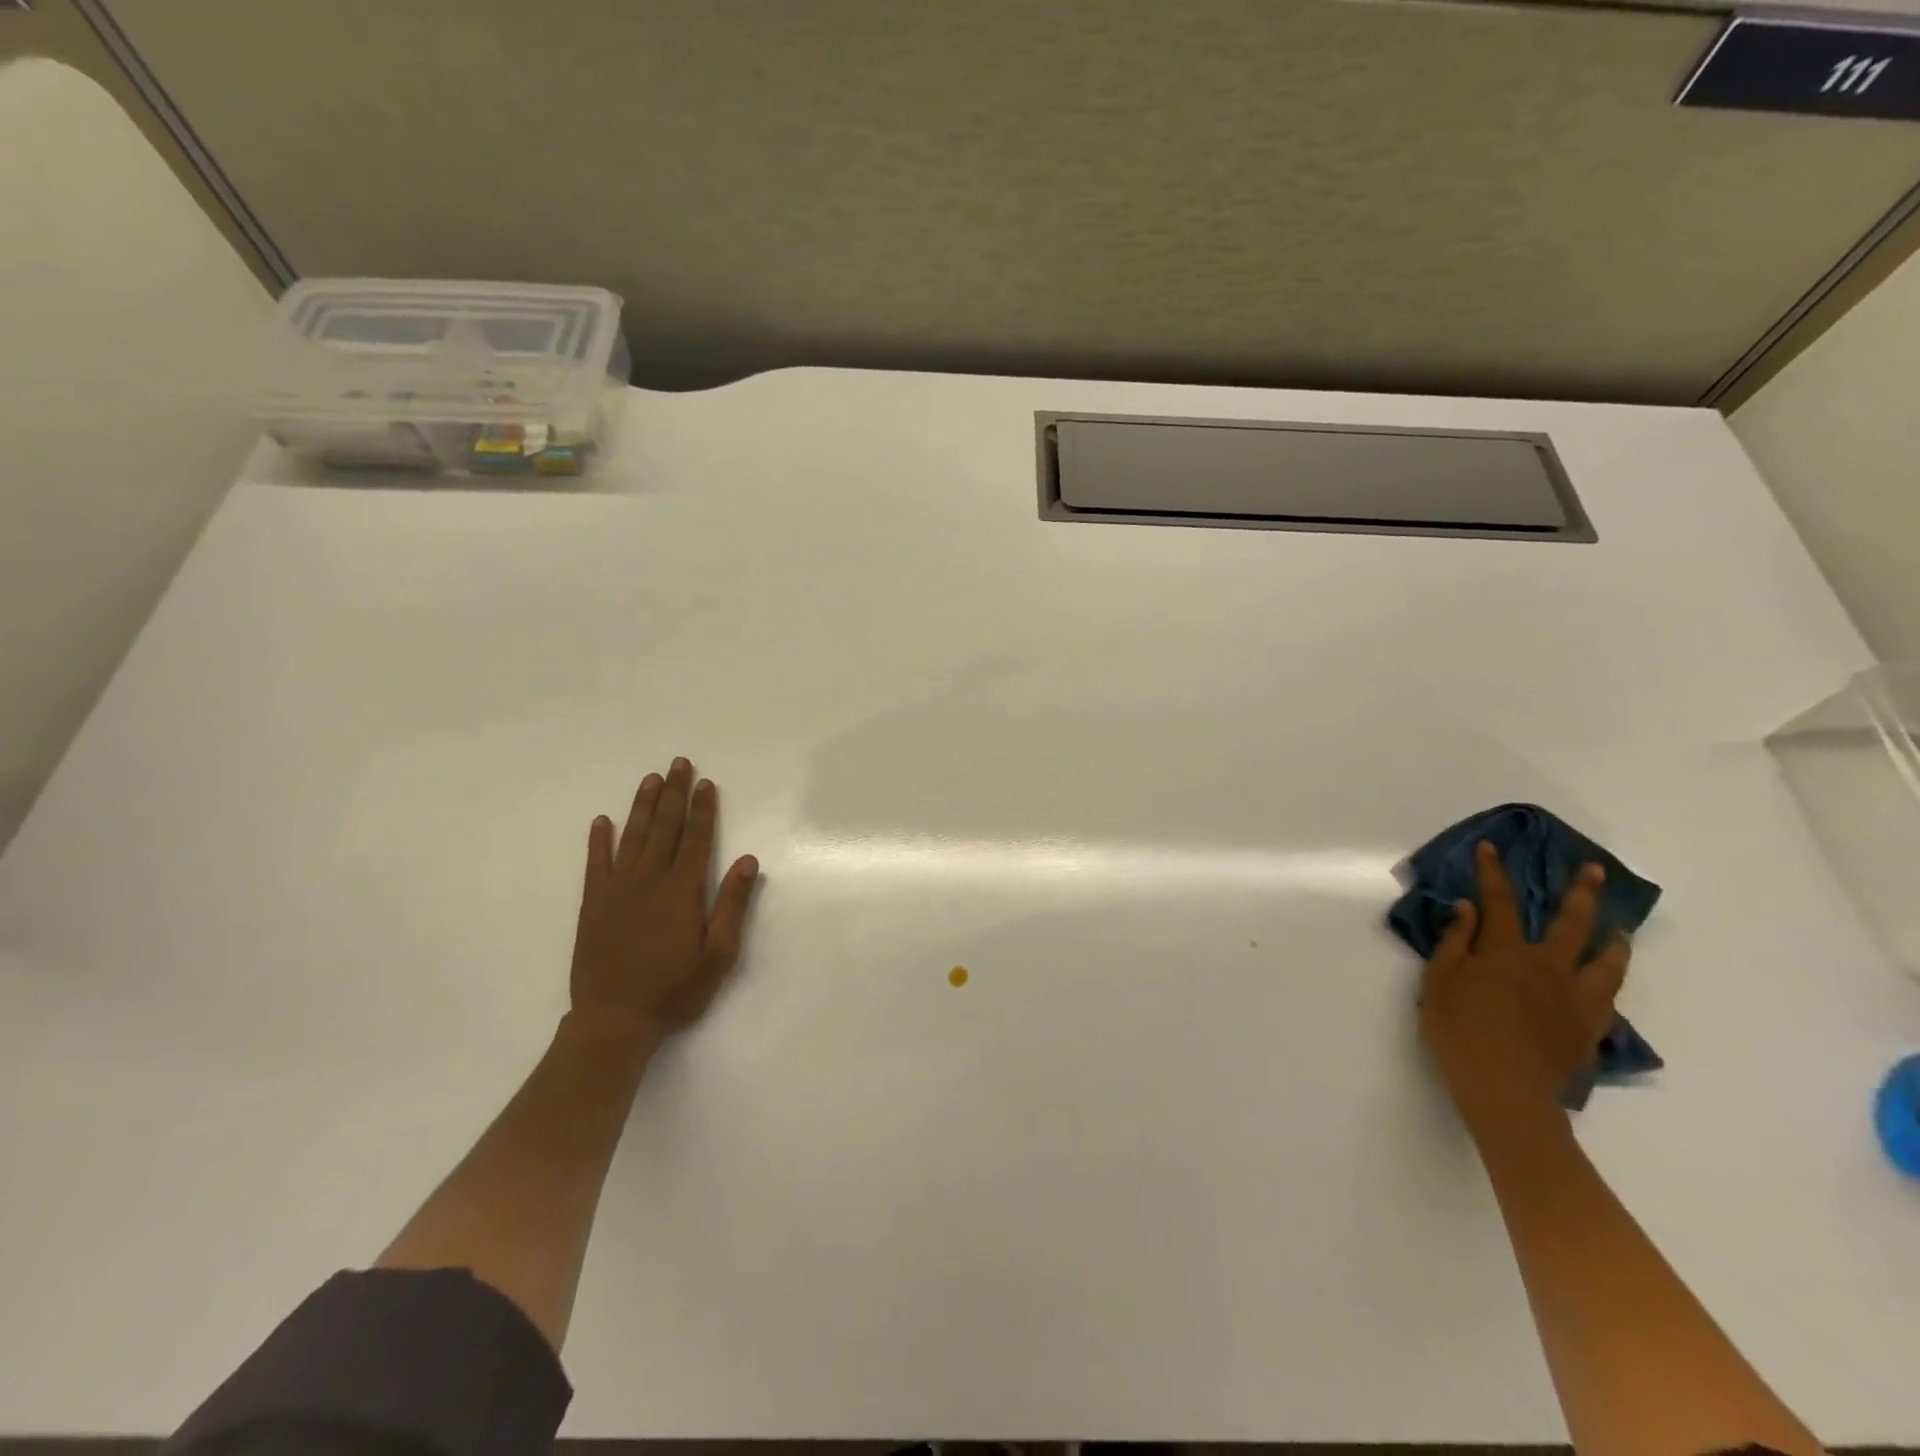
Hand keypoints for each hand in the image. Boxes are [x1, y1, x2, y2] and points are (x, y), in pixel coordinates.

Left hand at [568, 757, 758, 1046]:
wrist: (614, 1021)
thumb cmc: (675, 990)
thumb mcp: (718, 954)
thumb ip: (732, 905)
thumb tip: (747, 860)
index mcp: (682, 891)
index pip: (696, 839)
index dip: (703, 809)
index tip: (706, 782)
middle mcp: (649, 881)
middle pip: (664, 828)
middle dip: (674, 794)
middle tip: (678, 763)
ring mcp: (617, 891)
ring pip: (632, 837)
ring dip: (643, 806)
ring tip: (651, 779)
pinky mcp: (594, 905)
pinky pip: (596, 864)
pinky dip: (599, 841)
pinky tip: (602, 821)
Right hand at [1419, 842, 1630, 1130]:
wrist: (1504, 1089)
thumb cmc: (1459, 1030)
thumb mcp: (1439, 982)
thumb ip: (1455, 942)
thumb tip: (1467, 908)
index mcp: (1506, 952)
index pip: (1499, 901)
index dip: (1492, 872)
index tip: (1491, 848)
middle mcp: (1548, 966)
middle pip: (1572, 923)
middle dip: (1581, 893)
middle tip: (1593, 871)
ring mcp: (1576, 998)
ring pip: (1606, 961)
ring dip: (1613, 940)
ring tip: (1620, 929)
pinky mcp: (1590, 1027)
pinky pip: (1609, 997)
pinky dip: (1610, 981)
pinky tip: (1608, 980)